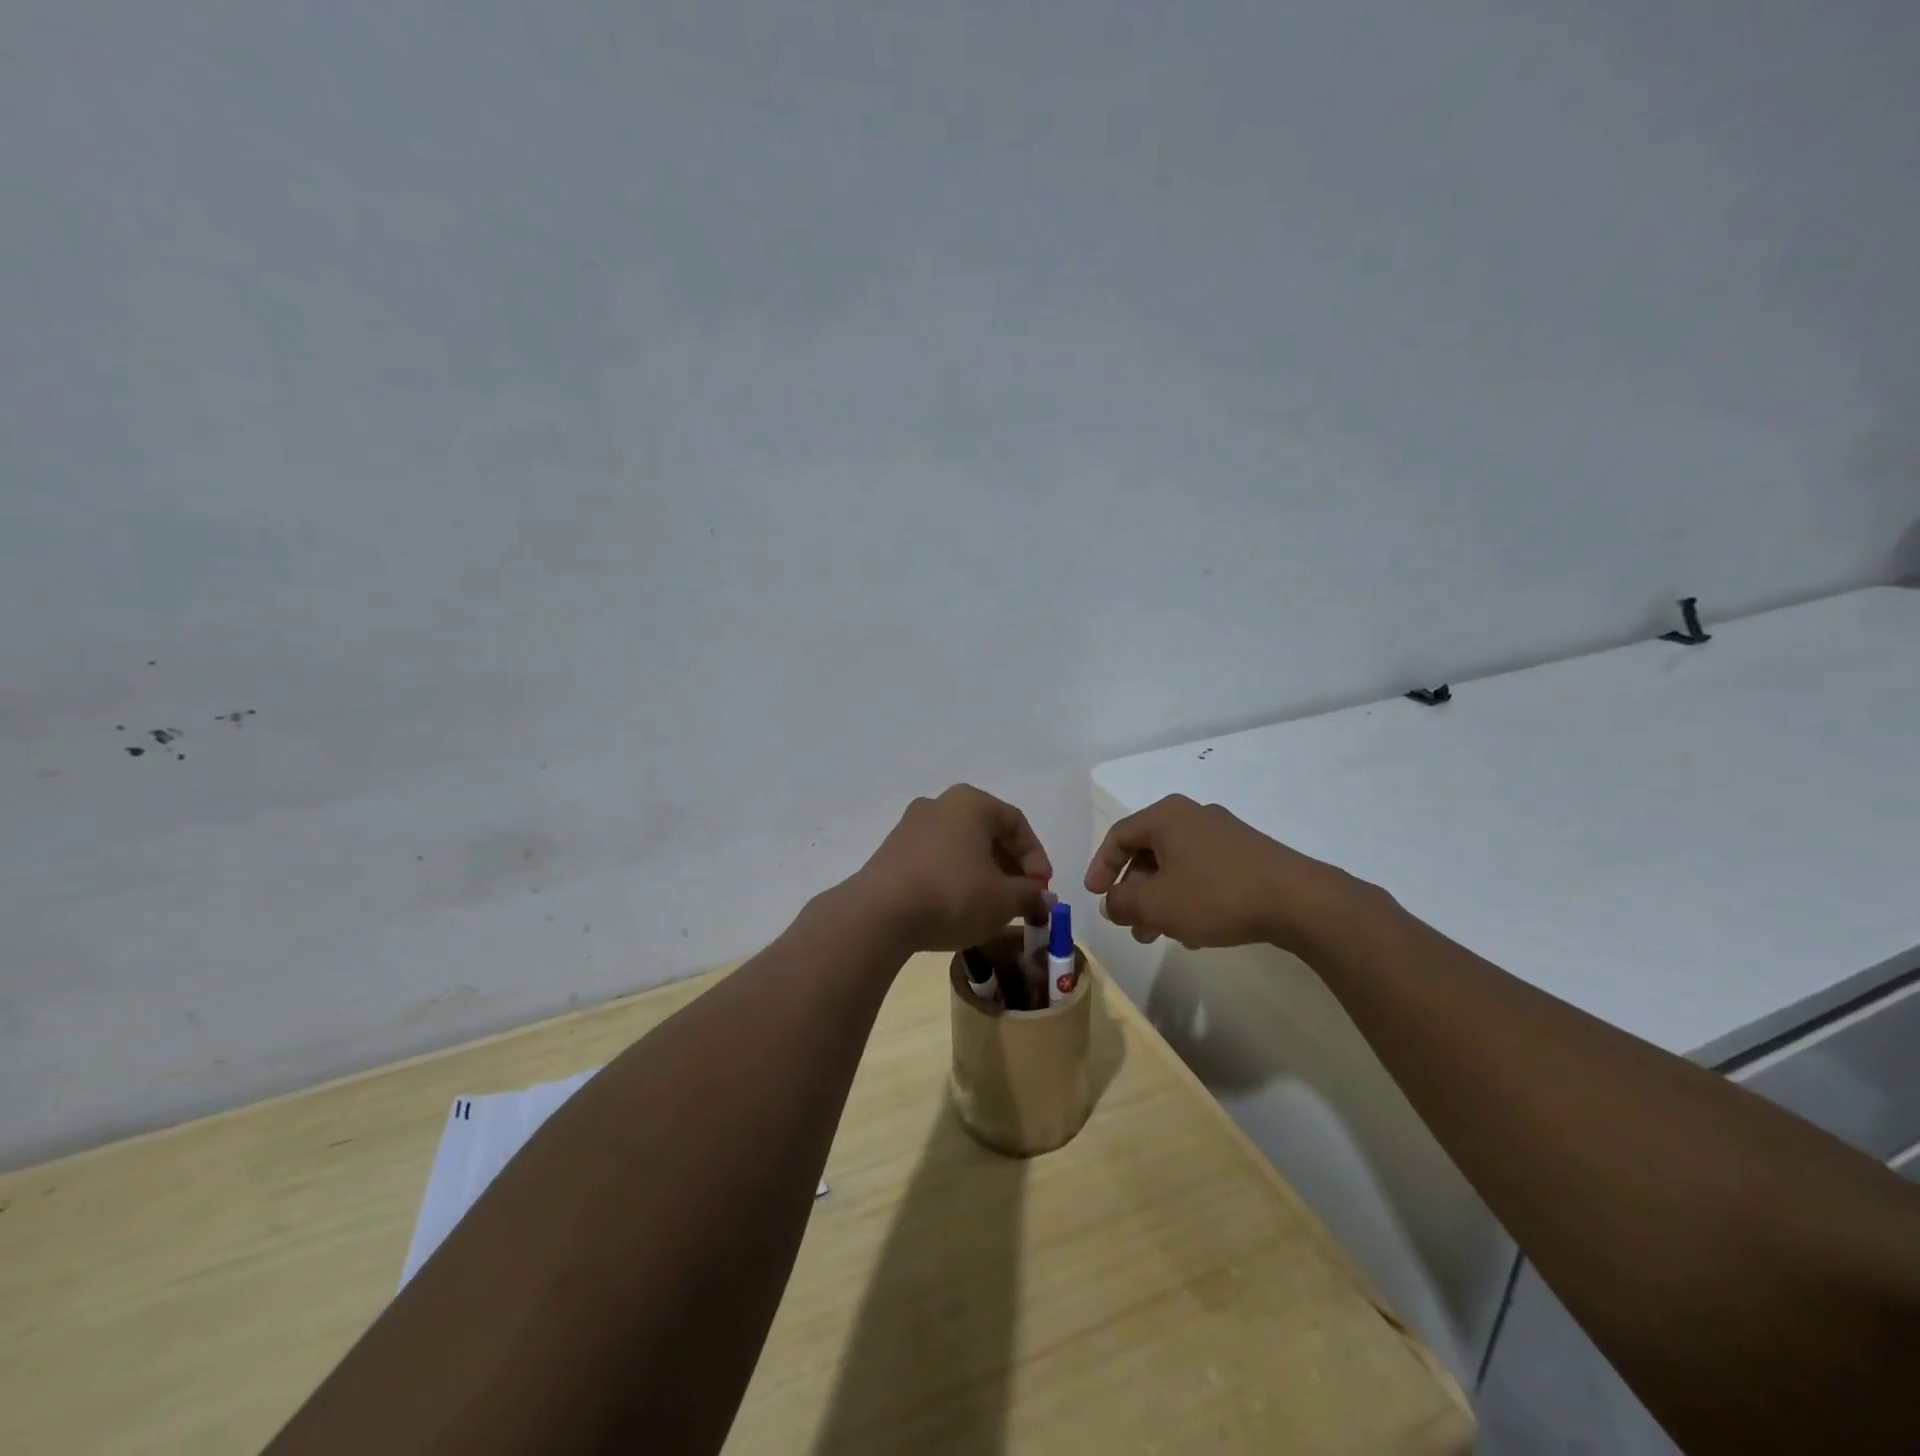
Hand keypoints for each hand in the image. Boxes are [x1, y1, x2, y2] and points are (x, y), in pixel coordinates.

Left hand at [848, 785, 1052, 952]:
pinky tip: (959, 906)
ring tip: (992, 905)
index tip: (1042, 889)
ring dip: (983, 872)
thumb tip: (1044, 898)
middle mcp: (940, 804)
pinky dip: (955, 876)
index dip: (1036, 857)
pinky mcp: (892, 850)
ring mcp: (911, 825)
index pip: (1016, 823)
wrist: (879, 914)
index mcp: (971, 803)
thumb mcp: (1002, 900)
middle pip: (987, 832)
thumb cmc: (952, 895)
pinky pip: (936, 857)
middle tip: (1021, 897)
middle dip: (1010, 865)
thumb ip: (1029, 895)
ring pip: (961, 845)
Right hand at [1083, 794, 1367, 953]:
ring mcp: (1224, 834)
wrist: (1298, 900)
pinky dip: (1188, 898)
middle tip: (1129, 924)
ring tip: (1158, 935)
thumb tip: (1110, 903)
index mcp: (1166, 816)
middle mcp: (1192, 816)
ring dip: (1160, 900)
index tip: (1095, 896)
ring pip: (1176, 866)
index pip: (1119, 835)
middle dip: (1134, 891)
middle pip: (1148, 852)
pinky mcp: (1248, 855)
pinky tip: (1194, 932)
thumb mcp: (1157, 904)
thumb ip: (1122, 902)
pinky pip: (1203, 873)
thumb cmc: (1215, 894)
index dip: (1101, 866)